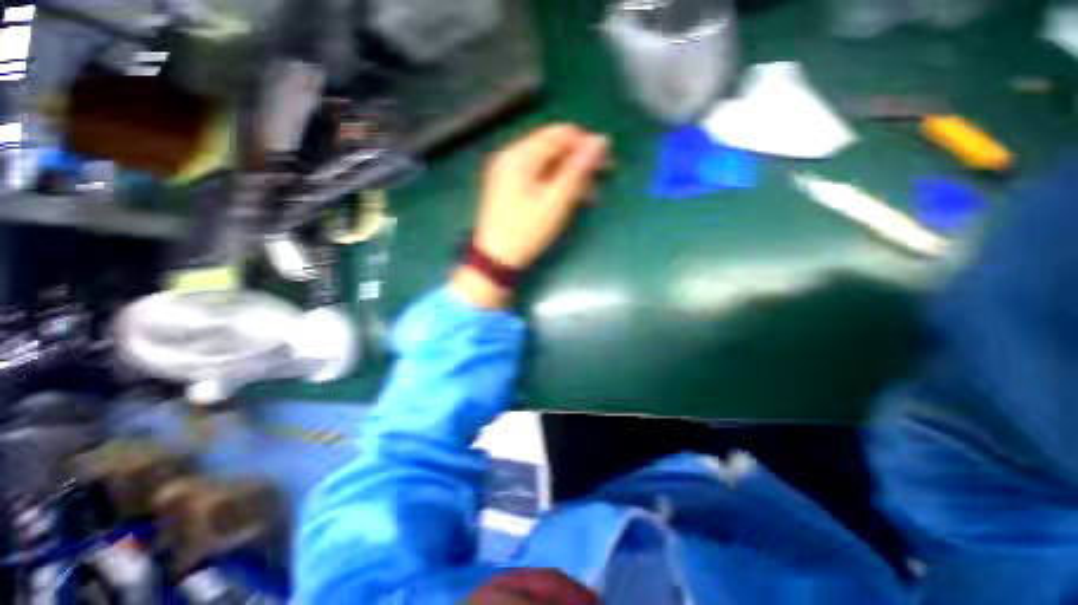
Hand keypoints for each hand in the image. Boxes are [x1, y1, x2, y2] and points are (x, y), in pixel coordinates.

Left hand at [453, 124, 608, 308]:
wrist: (495, 259)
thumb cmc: (525, 232)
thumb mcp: (555, 202)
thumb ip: (578, 170)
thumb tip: (600, 141)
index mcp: (519, 155)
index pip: (560, 134)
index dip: (586, 145)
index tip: (605, 163)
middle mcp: (510, 156)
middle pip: (552, 148)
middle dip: (578, 162)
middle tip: (599, 182)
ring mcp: (506, 172)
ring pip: (546, 163)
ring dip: (568, 175)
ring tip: (588, 195)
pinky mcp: (507, 186)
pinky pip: (536, 176)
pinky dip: (554, 184)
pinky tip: (568, 198)